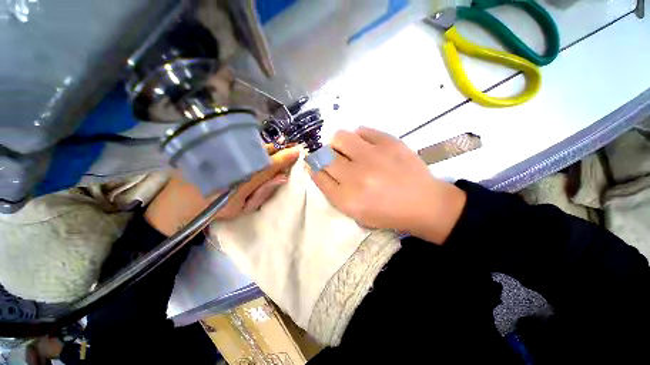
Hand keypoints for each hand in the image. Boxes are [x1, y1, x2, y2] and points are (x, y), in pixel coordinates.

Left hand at [145, 145, 301, 235]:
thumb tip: (282, 177)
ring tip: (275, 150)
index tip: (298, 151)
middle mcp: (233, 162)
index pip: (270, 165)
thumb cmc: (212, 210)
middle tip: (289, 150)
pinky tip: (256, 149)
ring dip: (266, 147)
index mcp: (242, 180)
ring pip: (251, 145)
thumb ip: (263, 192)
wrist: (174, 205)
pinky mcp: (211, 148)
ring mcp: (221, 153)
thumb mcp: (241, 207)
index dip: (286, 157)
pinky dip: (252, 145)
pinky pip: (238, 143)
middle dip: (278, 150)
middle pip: (262, 151)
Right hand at [309, 127, 465, 243]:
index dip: (314, 169)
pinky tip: (365, 146)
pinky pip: (361, 130)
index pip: (318, 176)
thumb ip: (334, 193)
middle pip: (325, 156)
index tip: (316, 166)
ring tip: (348, 150)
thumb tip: (319, 170)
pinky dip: (358, 137)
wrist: (423, 204)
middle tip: (334, 159)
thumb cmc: (387, 213)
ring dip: (338, 144)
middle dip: (324, 157)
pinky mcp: (389, 142)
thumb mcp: (355, 213)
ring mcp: (373, 156)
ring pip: (339, 137)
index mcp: (347, 199)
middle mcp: (356, 176)